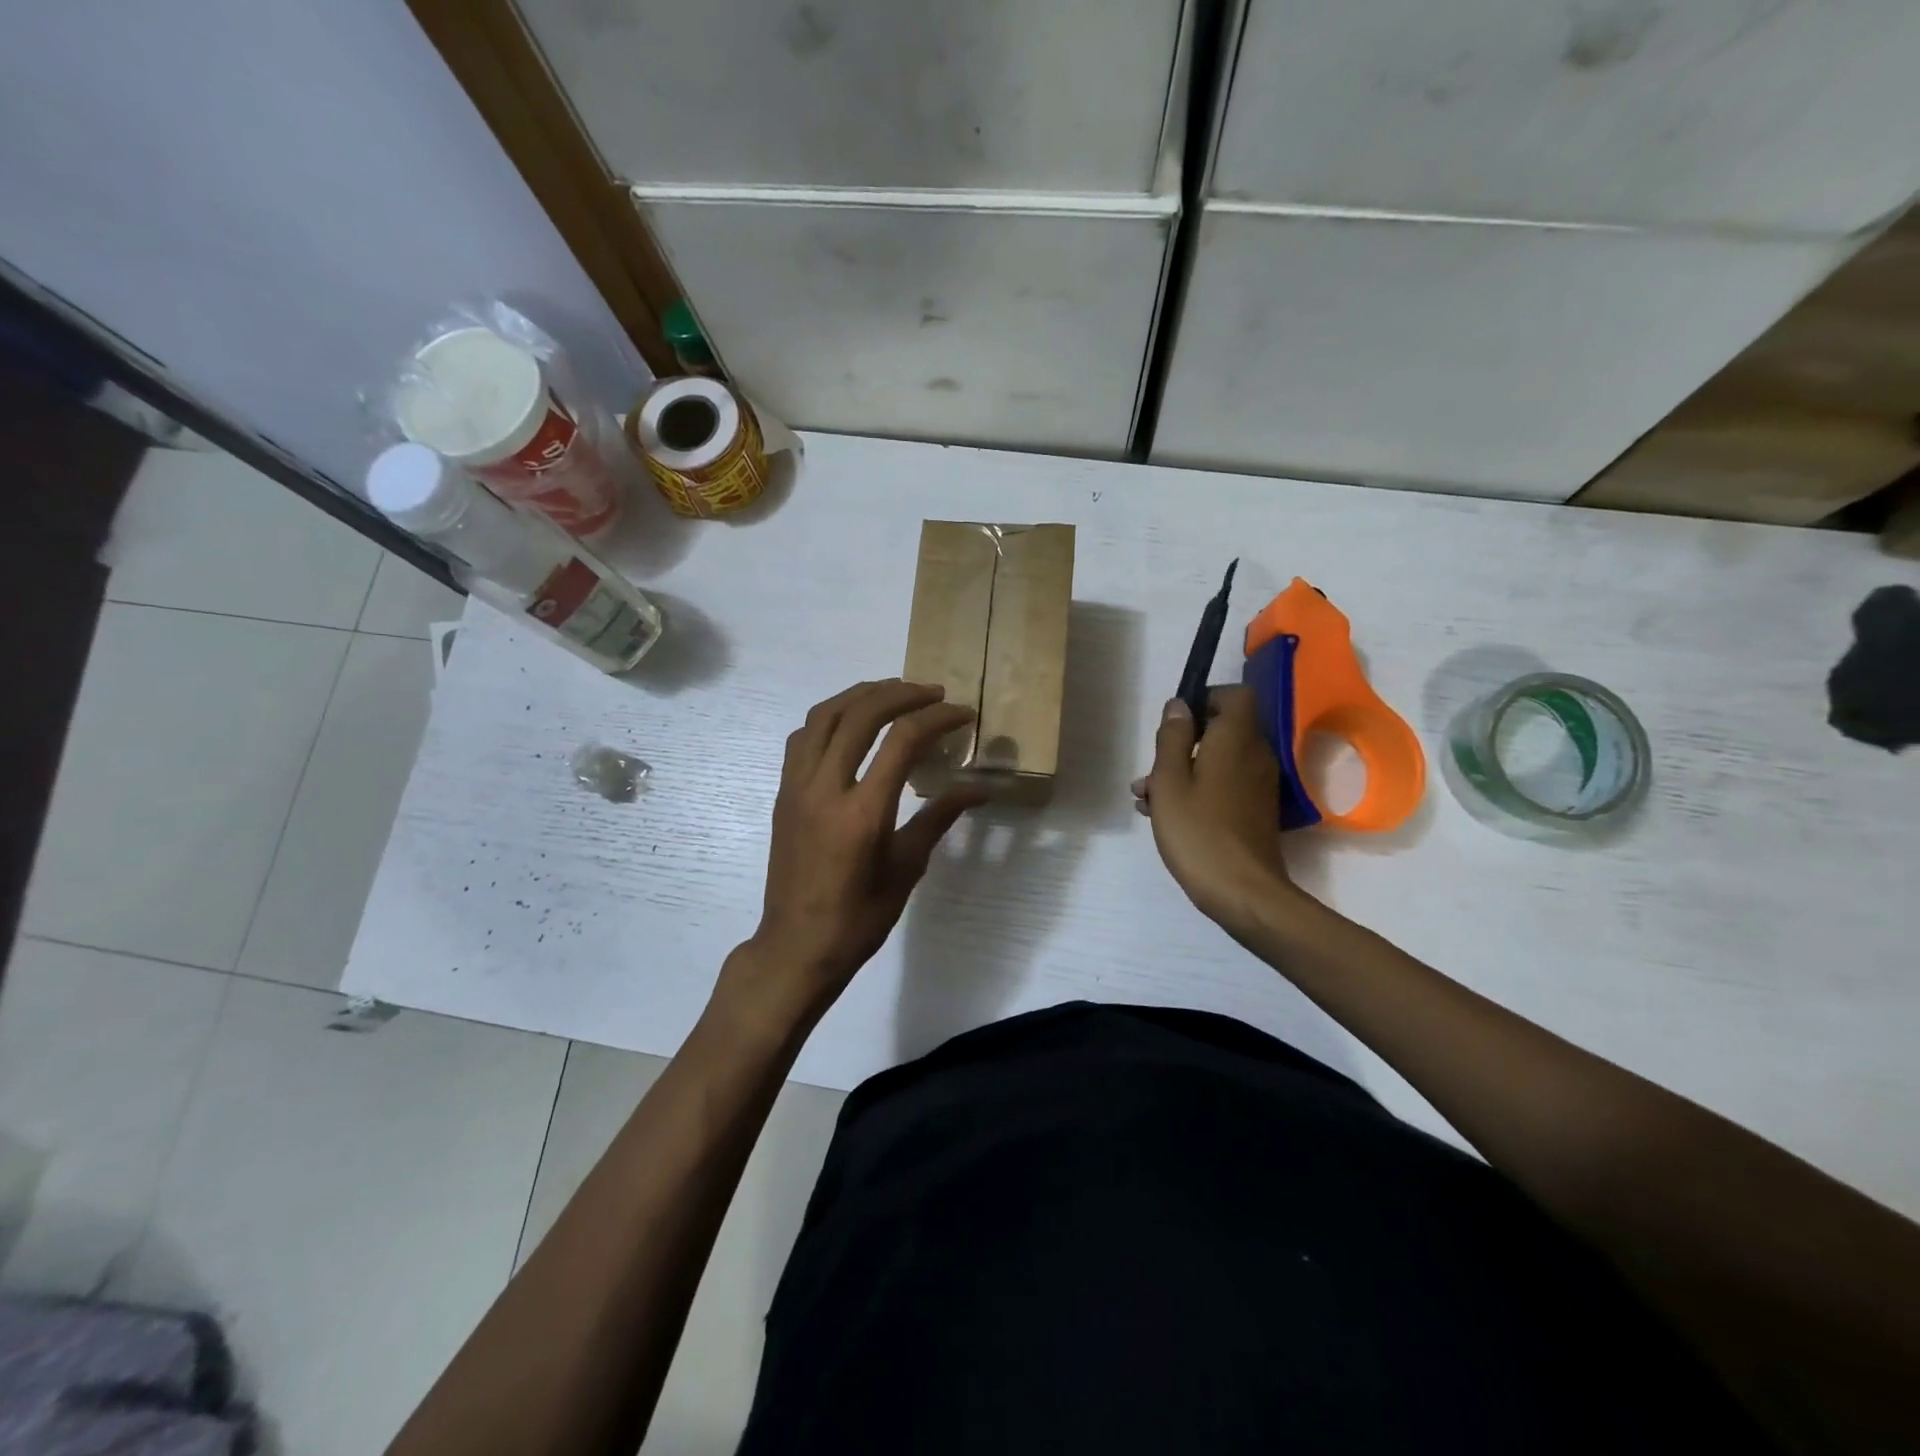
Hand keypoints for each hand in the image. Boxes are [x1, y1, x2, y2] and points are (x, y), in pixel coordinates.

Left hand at [719, 680, 986, 1031]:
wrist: (796, 945)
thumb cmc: (859, 917)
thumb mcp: (906, 869)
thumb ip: (939, 818)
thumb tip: (978, 789)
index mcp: (862, 812)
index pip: (902, 741)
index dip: (937, 718)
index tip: (962, 713)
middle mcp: (825, 788)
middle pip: (860, 714)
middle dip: (901, 694)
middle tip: (932, 693)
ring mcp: (797, 786)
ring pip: (824, 715)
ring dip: (862, 695)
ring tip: (894, 692)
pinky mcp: (783, 792)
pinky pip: (804, 737)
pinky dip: (832, 716)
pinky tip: (852, 722)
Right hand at [1131, 687, 1298, 929]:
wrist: (1243, 892)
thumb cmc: (1198, 830)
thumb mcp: (1170, 780)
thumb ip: (1173, 738)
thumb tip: (1179, 705)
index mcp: (1236, 739)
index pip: (1234, 695)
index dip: (1204, 699)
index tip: (1174, 723)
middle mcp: (1254, 755)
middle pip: (1220, 730)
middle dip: (1181, 743)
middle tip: (1150, 772)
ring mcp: (1258, 784)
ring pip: (1217, 761)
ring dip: (1182, 771)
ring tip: (1146, 799)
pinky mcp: (1255, 810)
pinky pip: (1224, 784)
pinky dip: (1197, 790)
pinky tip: (1165, 815)